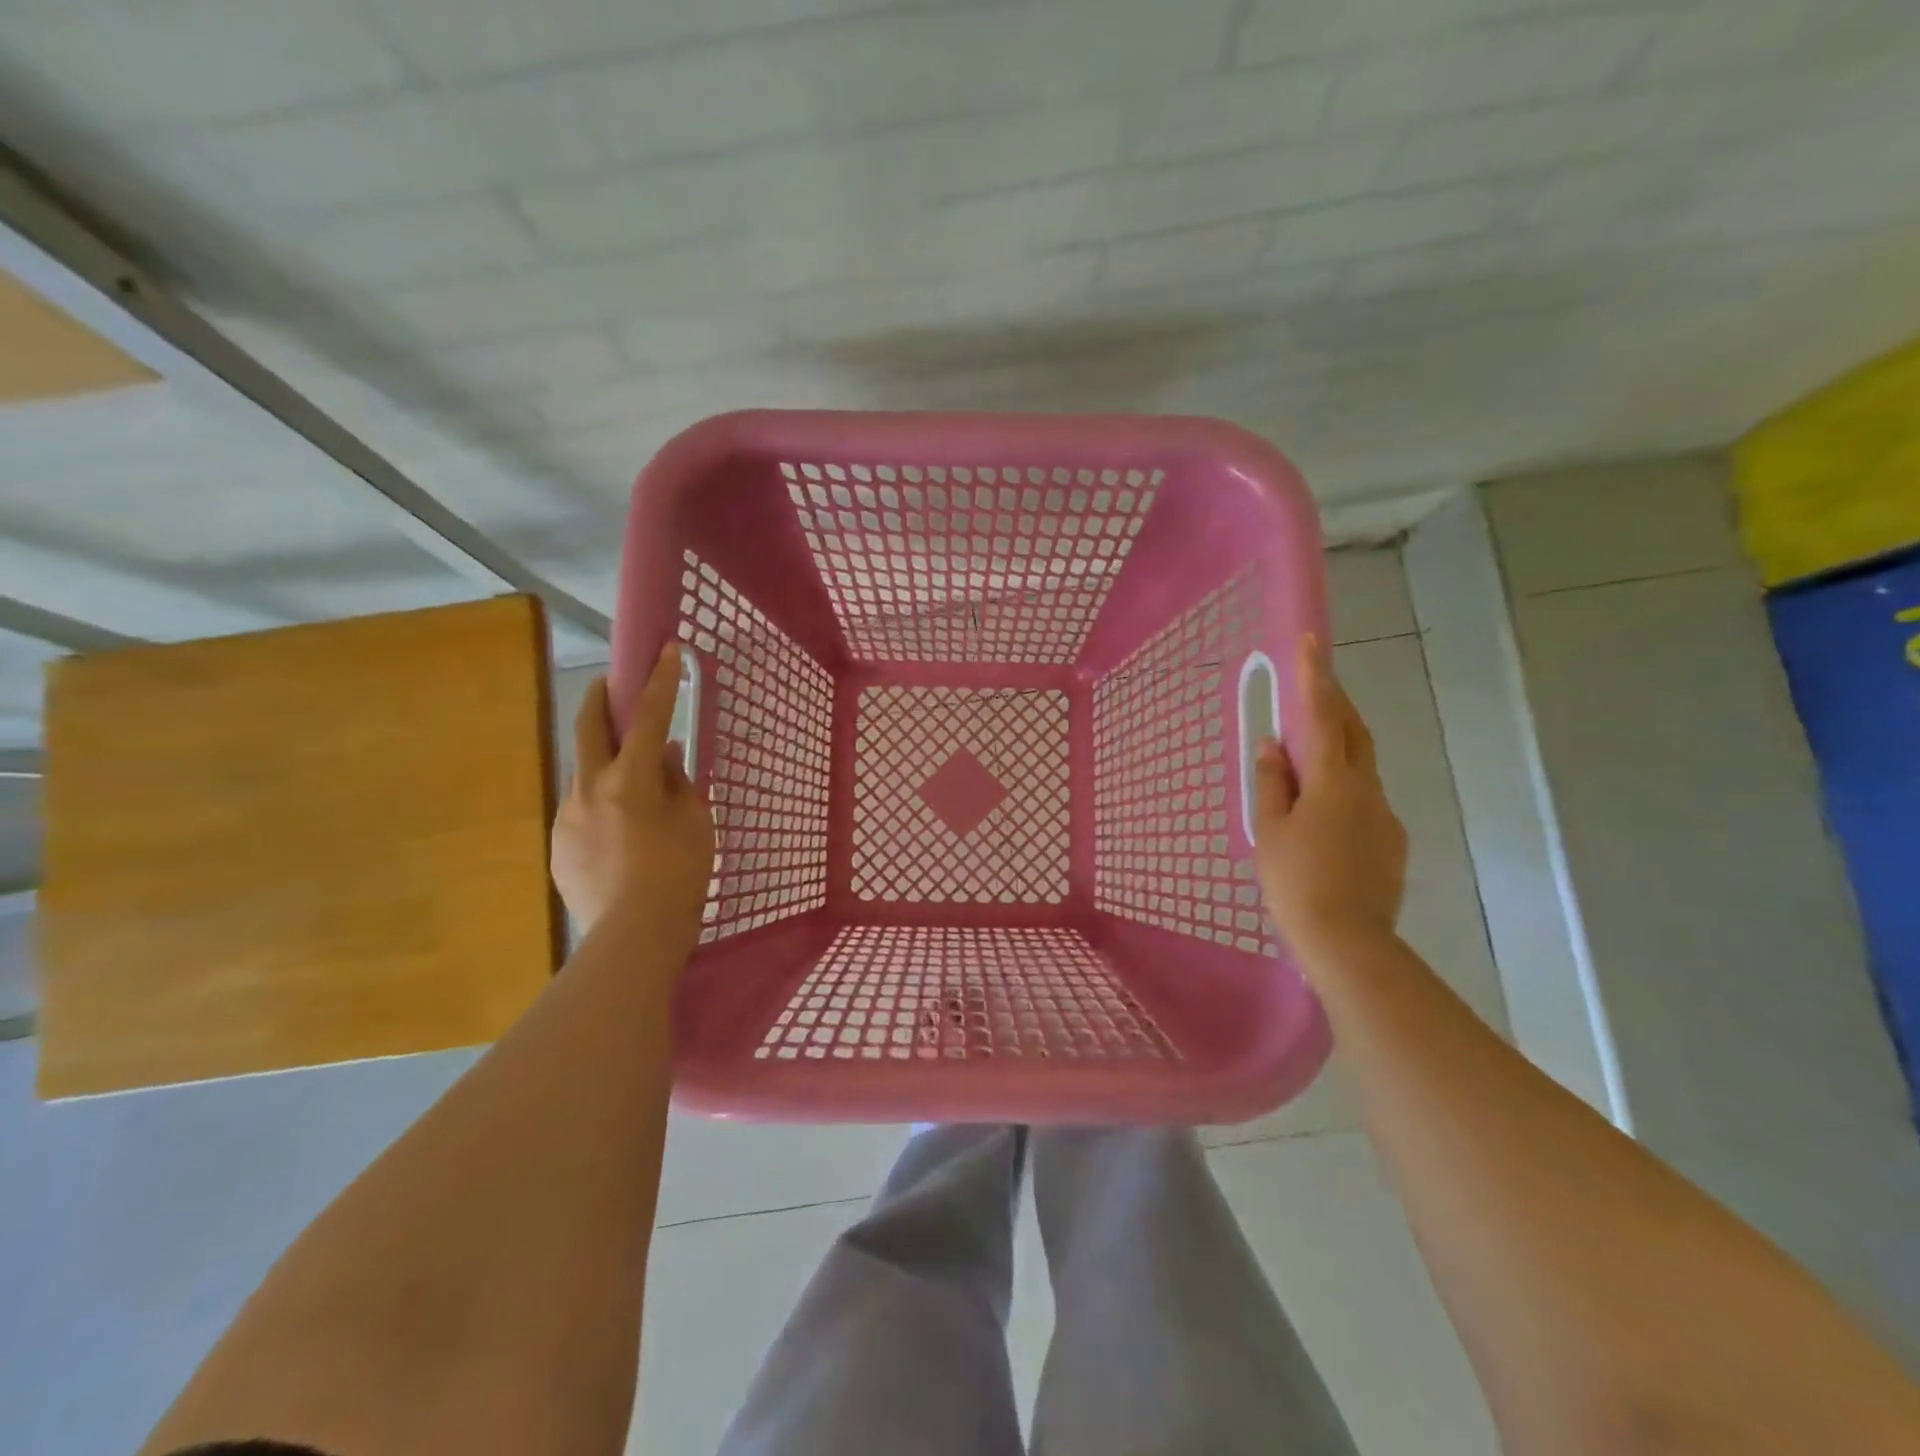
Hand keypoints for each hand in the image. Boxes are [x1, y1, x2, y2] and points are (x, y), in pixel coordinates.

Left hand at [552, 644, 715, 946]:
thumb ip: (678, 782)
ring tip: (630, 780)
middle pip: (589, 729)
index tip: (666, 649)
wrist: (632, 935)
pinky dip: (601, 803)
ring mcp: (568, 817)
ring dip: (604, 761)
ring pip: (584, 773)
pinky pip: (582, 810)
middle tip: (607, 684)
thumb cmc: (678, 875)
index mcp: (630, 779)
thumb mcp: (694, 823)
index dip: (659, 681)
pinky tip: (620, 830)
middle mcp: (590, 788)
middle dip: (599, 699)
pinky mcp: (559, 845)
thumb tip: (666, 755)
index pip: (648, 717)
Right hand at [1252, 634, 1406, 950]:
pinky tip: (1323, 816)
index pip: (1321, 716)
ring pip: (1360, 767)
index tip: (1312, 641)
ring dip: (1337, 749)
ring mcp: (1384, 815)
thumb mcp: (1270, 830)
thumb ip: (1272, 782)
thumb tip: (1273, 744)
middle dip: (1335, 703)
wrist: (1347, 942)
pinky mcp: (1392, 842)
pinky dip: (1343, 789)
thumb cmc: (1295, 881)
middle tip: (1314, 685)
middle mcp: (1366, 789)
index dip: (1315, 677)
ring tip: (1307, 757)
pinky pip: (1364, 800)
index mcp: (1332, 781)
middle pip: (1354, 733)